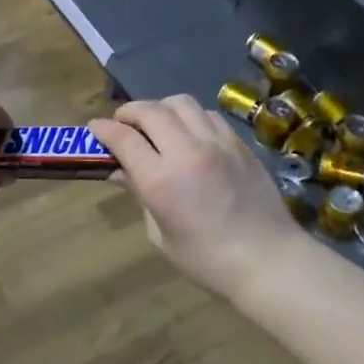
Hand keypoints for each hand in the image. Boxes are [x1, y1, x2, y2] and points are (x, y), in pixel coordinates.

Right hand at [90, 95, 306, 299]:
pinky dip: (189, 117)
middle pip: (151, 110)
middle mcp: (187, 152)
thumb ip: (140, 194)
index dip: (103, 129)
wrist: (268, 261)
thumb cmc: (206, 260)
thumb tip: (122, 171)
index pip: (124, 138)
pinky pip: (208, 115)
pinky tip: (188, 134)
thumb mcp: (160, 234)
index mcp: (161, 180)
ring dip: (160, 108)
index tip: (94, 129)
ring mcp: (217, 143)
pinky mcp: (239, 143)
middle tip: (121, 123)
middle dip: (129, 112)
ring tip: (155, 124)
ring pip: (181, 103)